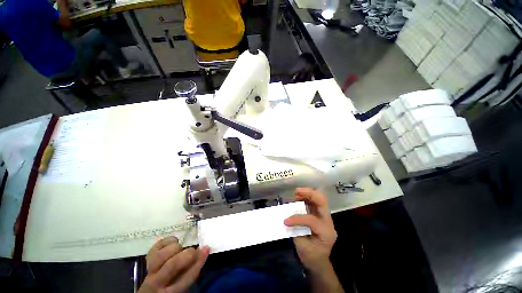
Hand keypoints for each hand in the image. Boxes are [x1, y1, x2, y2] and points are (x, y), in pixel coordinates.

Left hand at [138, 236, 209, 292]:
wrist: (153, 288)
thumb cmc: (173, 286)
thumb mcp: (184, 283)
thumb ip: (192, 270)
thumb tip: (205, 250)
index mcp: (170, 292)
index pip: (186, 278)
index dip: (198, 262)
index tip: (207, 248)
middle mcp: (157, 282)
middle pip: (172, 265)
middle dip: (187, 254)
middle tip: (195, 250)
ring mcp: (150, 270)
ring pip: (161, 255)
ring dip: (175, 248)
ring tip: (181, 248)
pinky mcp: (147, 259)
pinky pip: (155, 247)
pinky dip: (166, 241)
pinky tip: (174, 242)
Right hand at [284, 188, 336, 270]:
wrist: (319, 262)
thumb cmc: (311, 257)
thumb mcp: (302, 247)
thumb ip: (295, 230)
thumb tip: (286, 216)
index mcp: (326, 232)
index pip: (311, 220)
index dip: (297, 218)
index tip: (285, 221)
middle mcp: (327, 221)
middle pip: (322, 201)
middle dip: (309, 193)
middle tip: (297, 191)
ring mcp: (324, 217)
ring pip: (319, 198)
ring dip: (307, 193)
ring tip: (295, 194)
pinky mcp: (319, 214)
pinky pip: (313, 201)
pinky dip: (305, 197)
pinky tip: (297, 198)